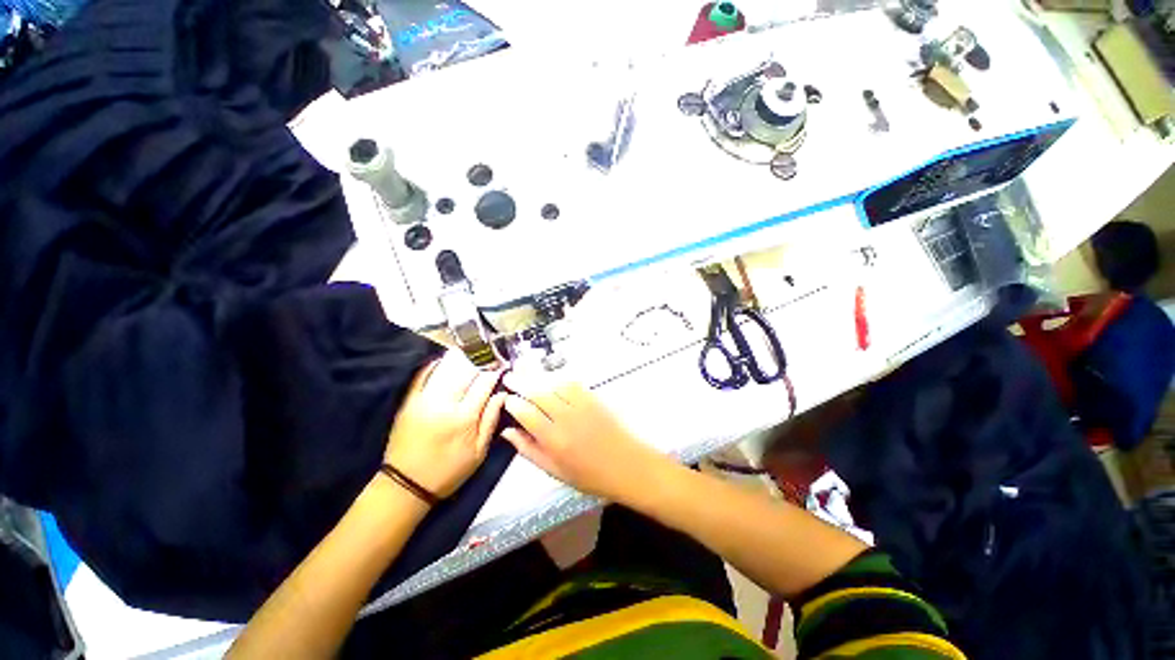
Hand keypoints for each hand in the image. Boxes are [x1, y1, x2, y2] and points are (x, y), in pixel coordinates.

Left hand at [384, 350, 506, 498]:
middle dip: (481, 360)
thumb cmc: (449, 471)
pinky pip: (422, 375)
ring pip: (445, 369)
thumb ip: (491, 420)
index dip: (495, 372)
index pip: (484, 384)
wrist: (406, 485)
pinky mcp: (409, 402)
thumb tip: (502, 394)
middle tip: (490, 356)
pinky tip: (445, 360)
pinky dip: (435, 364)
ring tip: (471, 353)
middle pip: (466, 371)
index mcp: (465, 417)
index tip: (502, 366)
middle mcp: (445, 403)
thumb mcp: (479, 452)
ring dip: (460, 358)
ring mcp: (424, 400)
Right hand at [500, 372, 664, 501]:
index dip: (513, 403)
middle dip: (520, 383)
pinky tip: (552, 381)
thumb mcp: (554, 471)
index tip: (506, 399)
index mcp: (554, 440)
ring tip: (526, 376)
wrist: (628, 465)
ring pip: (554, 384)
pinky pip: (572, 383)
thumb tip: (508, 431)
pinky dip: (558, 380)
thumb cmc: (589, 475)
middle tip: (509, 377)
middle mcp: (566, 418)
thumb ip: (529, 450)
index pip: (526, 413)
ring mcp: (582, 405)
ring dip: (538, 379)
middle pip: (538, 393)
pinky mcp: (594, 398)